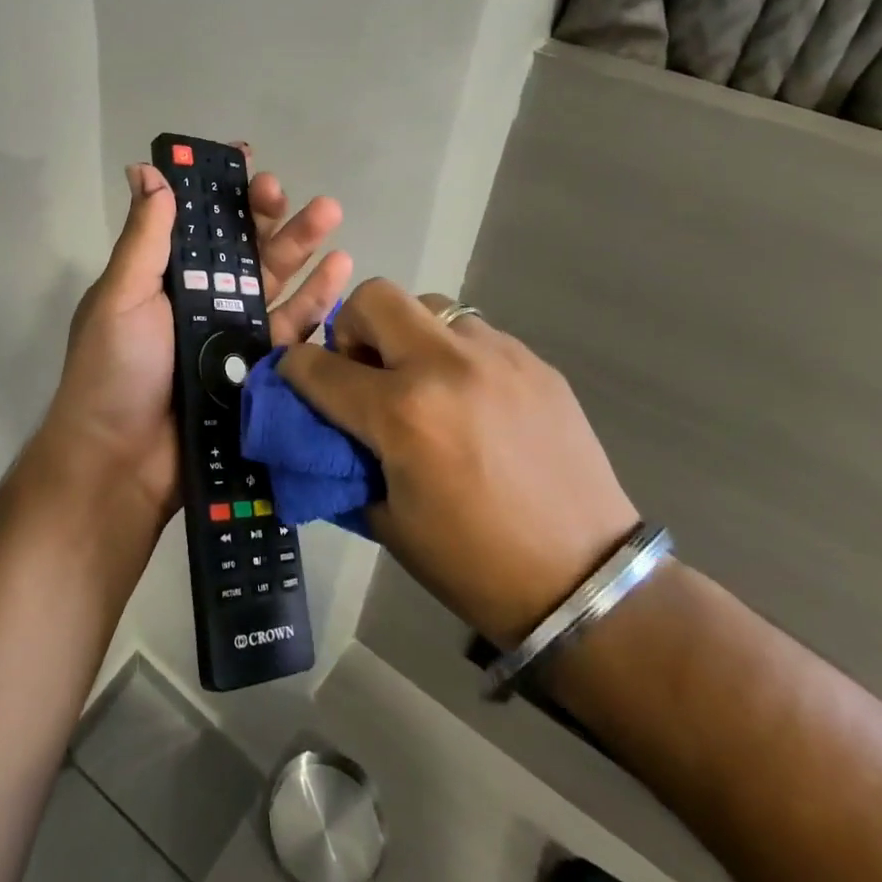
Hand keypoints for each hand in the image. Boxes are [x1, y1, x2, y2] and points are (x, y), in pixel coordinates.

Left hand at [32, 145, 350, 523]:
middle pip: (244, 246)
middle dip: (267, 213)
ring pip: (275, 279)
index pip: (199, 222)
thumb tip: (146, 169)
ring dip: (302, 245)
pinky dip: (317, 299)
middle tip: (285, 190)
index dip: (221, 190)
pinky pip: (293, 327)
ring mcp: (233, 334)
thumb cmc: (115, 370)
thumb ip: (144, 236)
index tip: (246, 157)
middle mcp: (202, 298)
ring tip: (330, 212)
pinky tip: (341, 269)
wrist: (123, 464)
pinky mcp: (260, 368)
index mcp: (166, 276)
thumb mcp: (121, 296)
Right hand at [277, 279, 637, 646]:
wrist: (586, 583)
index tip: (298, 378)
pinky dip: (455, 355)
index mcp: (403, 414)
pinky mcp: (534, 361)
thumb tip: (322, 422)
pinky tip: (471, 401)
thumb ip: (344, 456)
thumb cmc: (472, 563)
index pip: (319, 366)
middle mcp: (446, 366)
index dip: (295, 369)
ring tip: (424, 384)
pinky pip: (474, 333)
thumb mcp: (386, 518)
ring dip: (408, 337)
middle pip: (374, 298)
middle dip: (352, 328)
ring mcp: (497, 356)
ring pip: (429, 306)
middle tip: (365, 371)